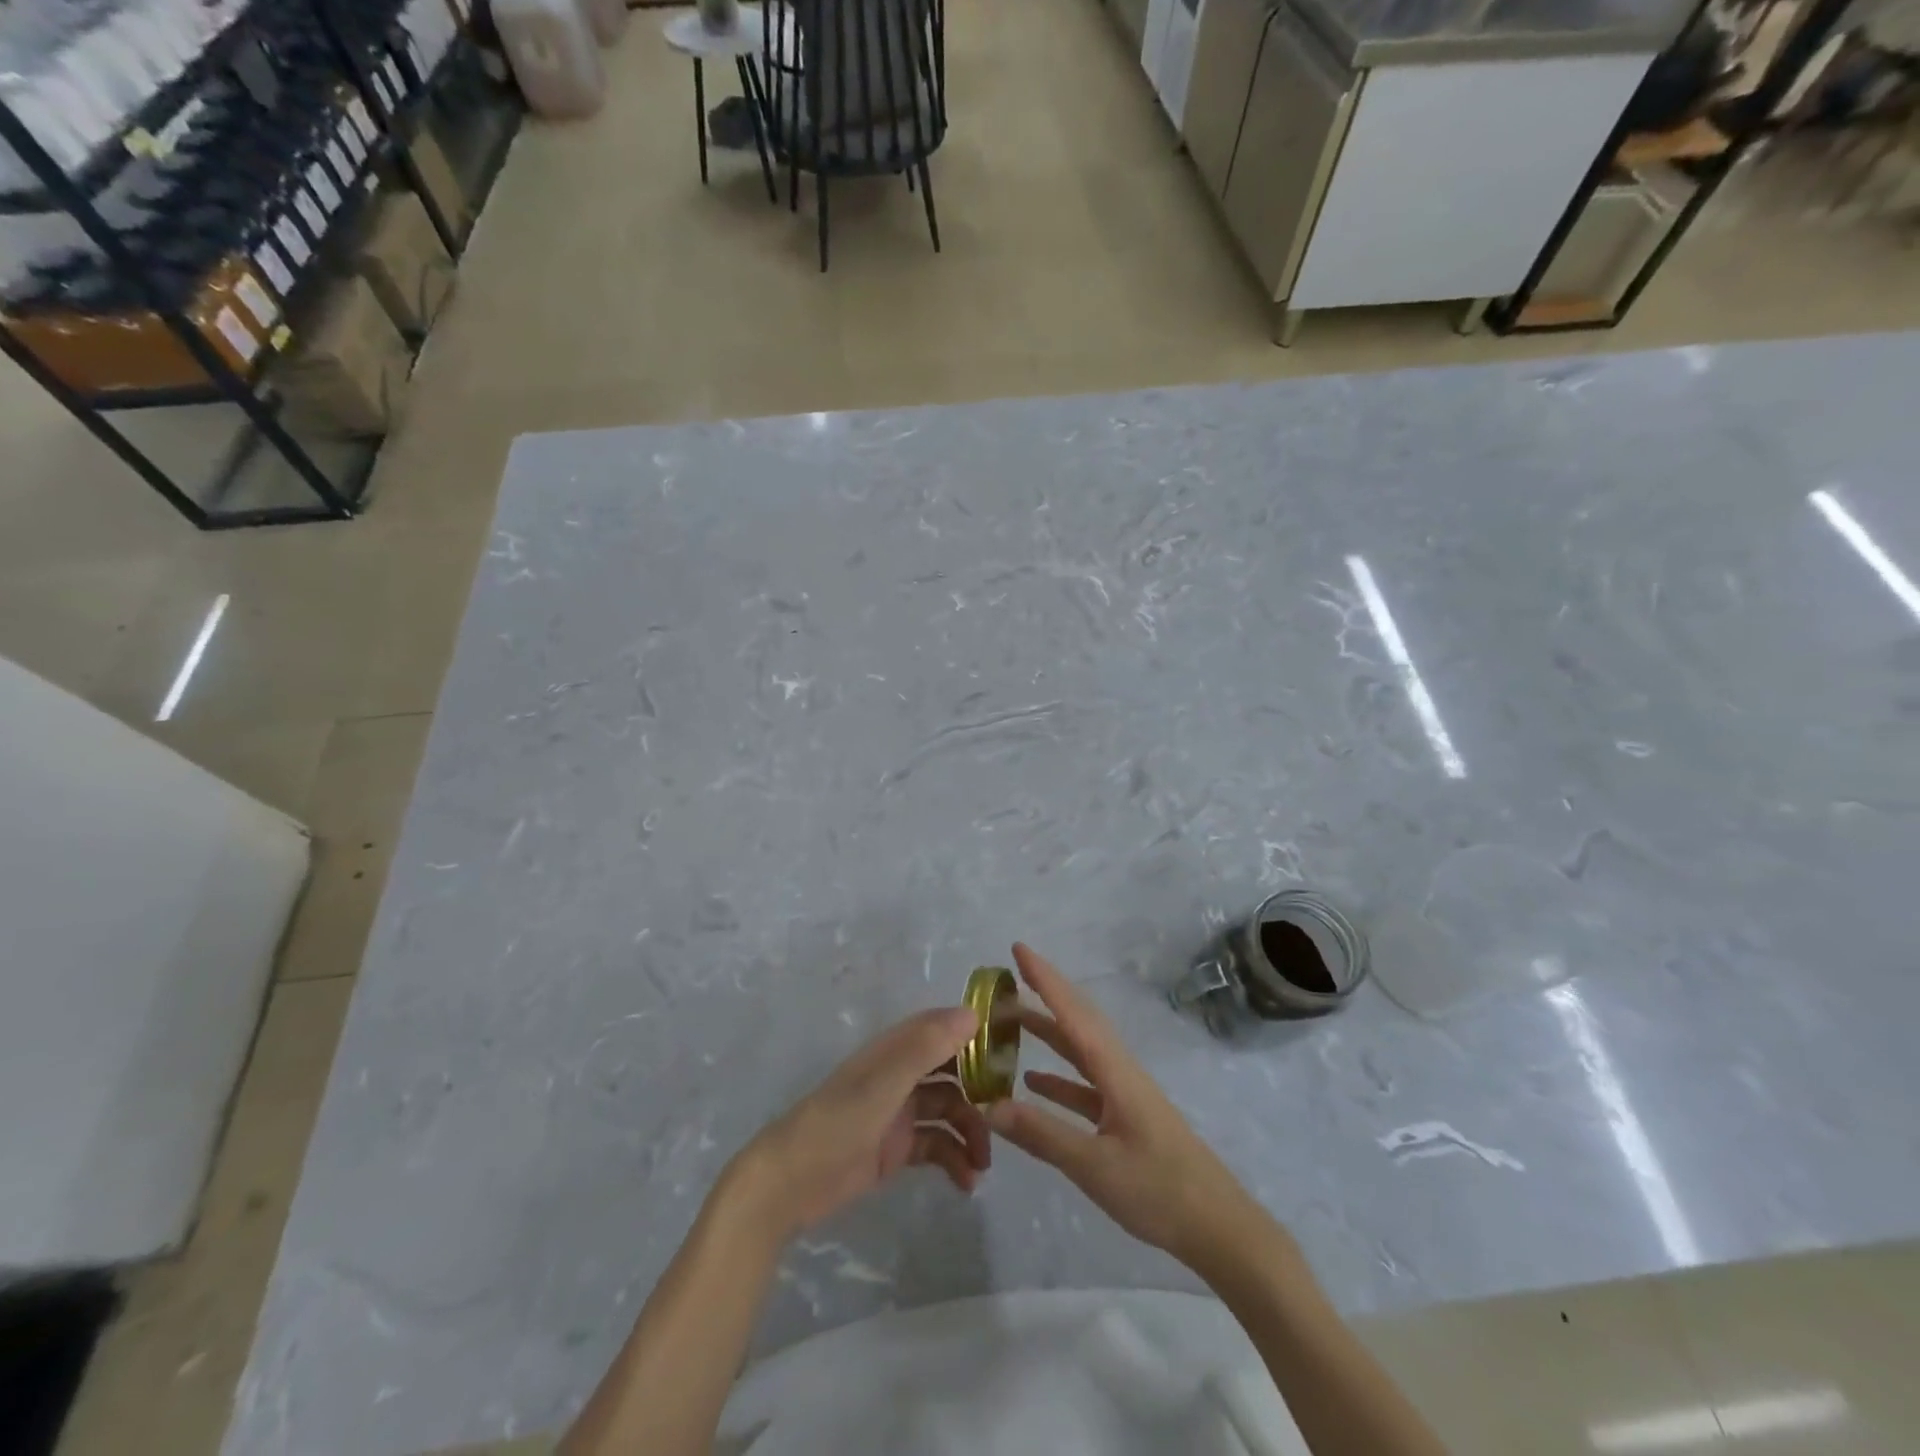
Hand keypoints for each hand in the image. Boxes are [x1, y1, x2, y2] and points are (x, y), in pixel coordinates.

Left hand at [724, 1007, 991, 1245]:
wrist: (786, 1186)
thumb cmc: (835, 1125)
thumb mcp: (883, 1084)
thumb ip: (925, 1048)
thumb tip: (972, 1013)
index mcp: (894, 1050)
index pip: (942, 1027)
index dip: (975, 1031)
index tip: (1012, 1045)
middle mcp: (900, 1075)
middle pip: (952, 1071)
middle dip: (980, 1089)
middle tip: (1007, 1114)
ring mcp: (898, 1112)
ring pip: (948, 1111)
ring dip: (970, 1132)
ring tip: (984, 1163)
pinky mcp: (896, 1148)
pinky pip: (936, 1146)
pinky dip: (954, 1160)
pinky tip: (967, 1182)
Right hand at [986, 944, 1261, 1269]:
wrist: (1218, 1227)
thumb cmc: (1159, 1190)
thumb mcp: (1094, 1166)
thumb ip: (1042, 1134)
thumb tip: (988, 1105)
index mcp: (1114, 1070)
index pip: (1072, 1013)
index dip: (1044, 979)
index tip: (1017, 948)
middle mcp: (1119, 1070)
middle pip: (1078, 1020)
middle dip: (1044, 994)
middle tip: (1008, 976)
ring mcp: (1123, 1093)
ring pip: (1079, 1050)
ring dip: (1048, 1031)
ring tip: (1010, 1021)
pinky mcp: (1125, 1117)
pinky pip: (1084, 1083)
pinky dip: (1057, 1076)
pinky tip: (1032, 1082)